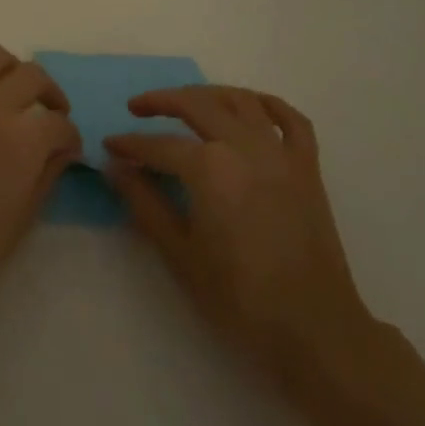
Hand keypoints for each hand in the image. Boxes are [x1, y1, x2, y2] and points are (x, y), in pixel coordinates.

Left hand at [0, 45, 80, 313]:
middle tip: (51, 115)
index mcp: (21, 140)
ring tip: (14, 95)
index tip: (69, 149)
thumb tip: (63, 149)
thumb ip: (48, 174)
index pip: (59, 123)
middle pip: (32, 75)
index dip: (70, 137)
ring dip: (12, 72)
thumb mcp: (23, 218)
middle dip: (50, 94)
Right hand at [105, 86, 378, 387]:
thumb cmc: (240, 299)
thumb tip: (116, 168)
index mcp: (210, 167)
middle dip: (161, 101)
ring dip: (208, 94)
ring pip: (240, 101)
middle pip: (196, 105)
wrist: (315, 331)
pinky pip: (290, 119)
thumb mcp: (180, 254)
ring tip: (186, 101)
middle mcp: (244, 146)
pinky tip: (249, 106)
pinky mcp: (307, 167)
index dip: (130, 145)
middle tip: (136, 108)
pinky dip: (268, 105)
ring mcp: (280, 153)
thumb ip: (145, 204)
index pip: (159, 145)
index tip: (109, 146)